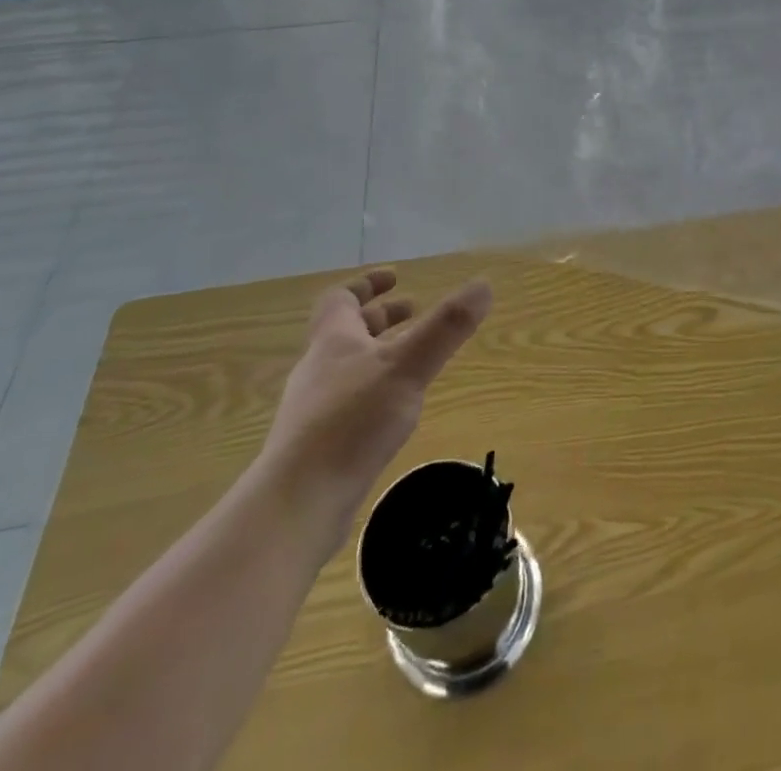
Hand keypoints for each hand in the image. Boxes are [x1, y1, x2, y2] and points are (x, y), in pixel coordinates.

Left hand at [257, 270, 491, 539]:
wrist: (296, 504)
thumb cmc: (350, 422)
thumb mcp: (407, 367)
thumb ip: (446, 327)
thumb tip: (484, 285)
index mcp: (333, 341)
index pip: (341, 299)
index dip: (367, 284)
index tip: (395, 276)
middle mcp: (319, 369)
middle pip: (346, 331)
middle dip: (381, 318)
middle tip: (414, 311)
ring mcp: (315, 410)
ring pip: (349, 368)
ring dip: (379, 354)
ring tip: (412, 359)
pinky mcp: (318, 446)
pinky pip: (349, 402)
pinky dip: (375, 390)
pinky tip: (395, 410)